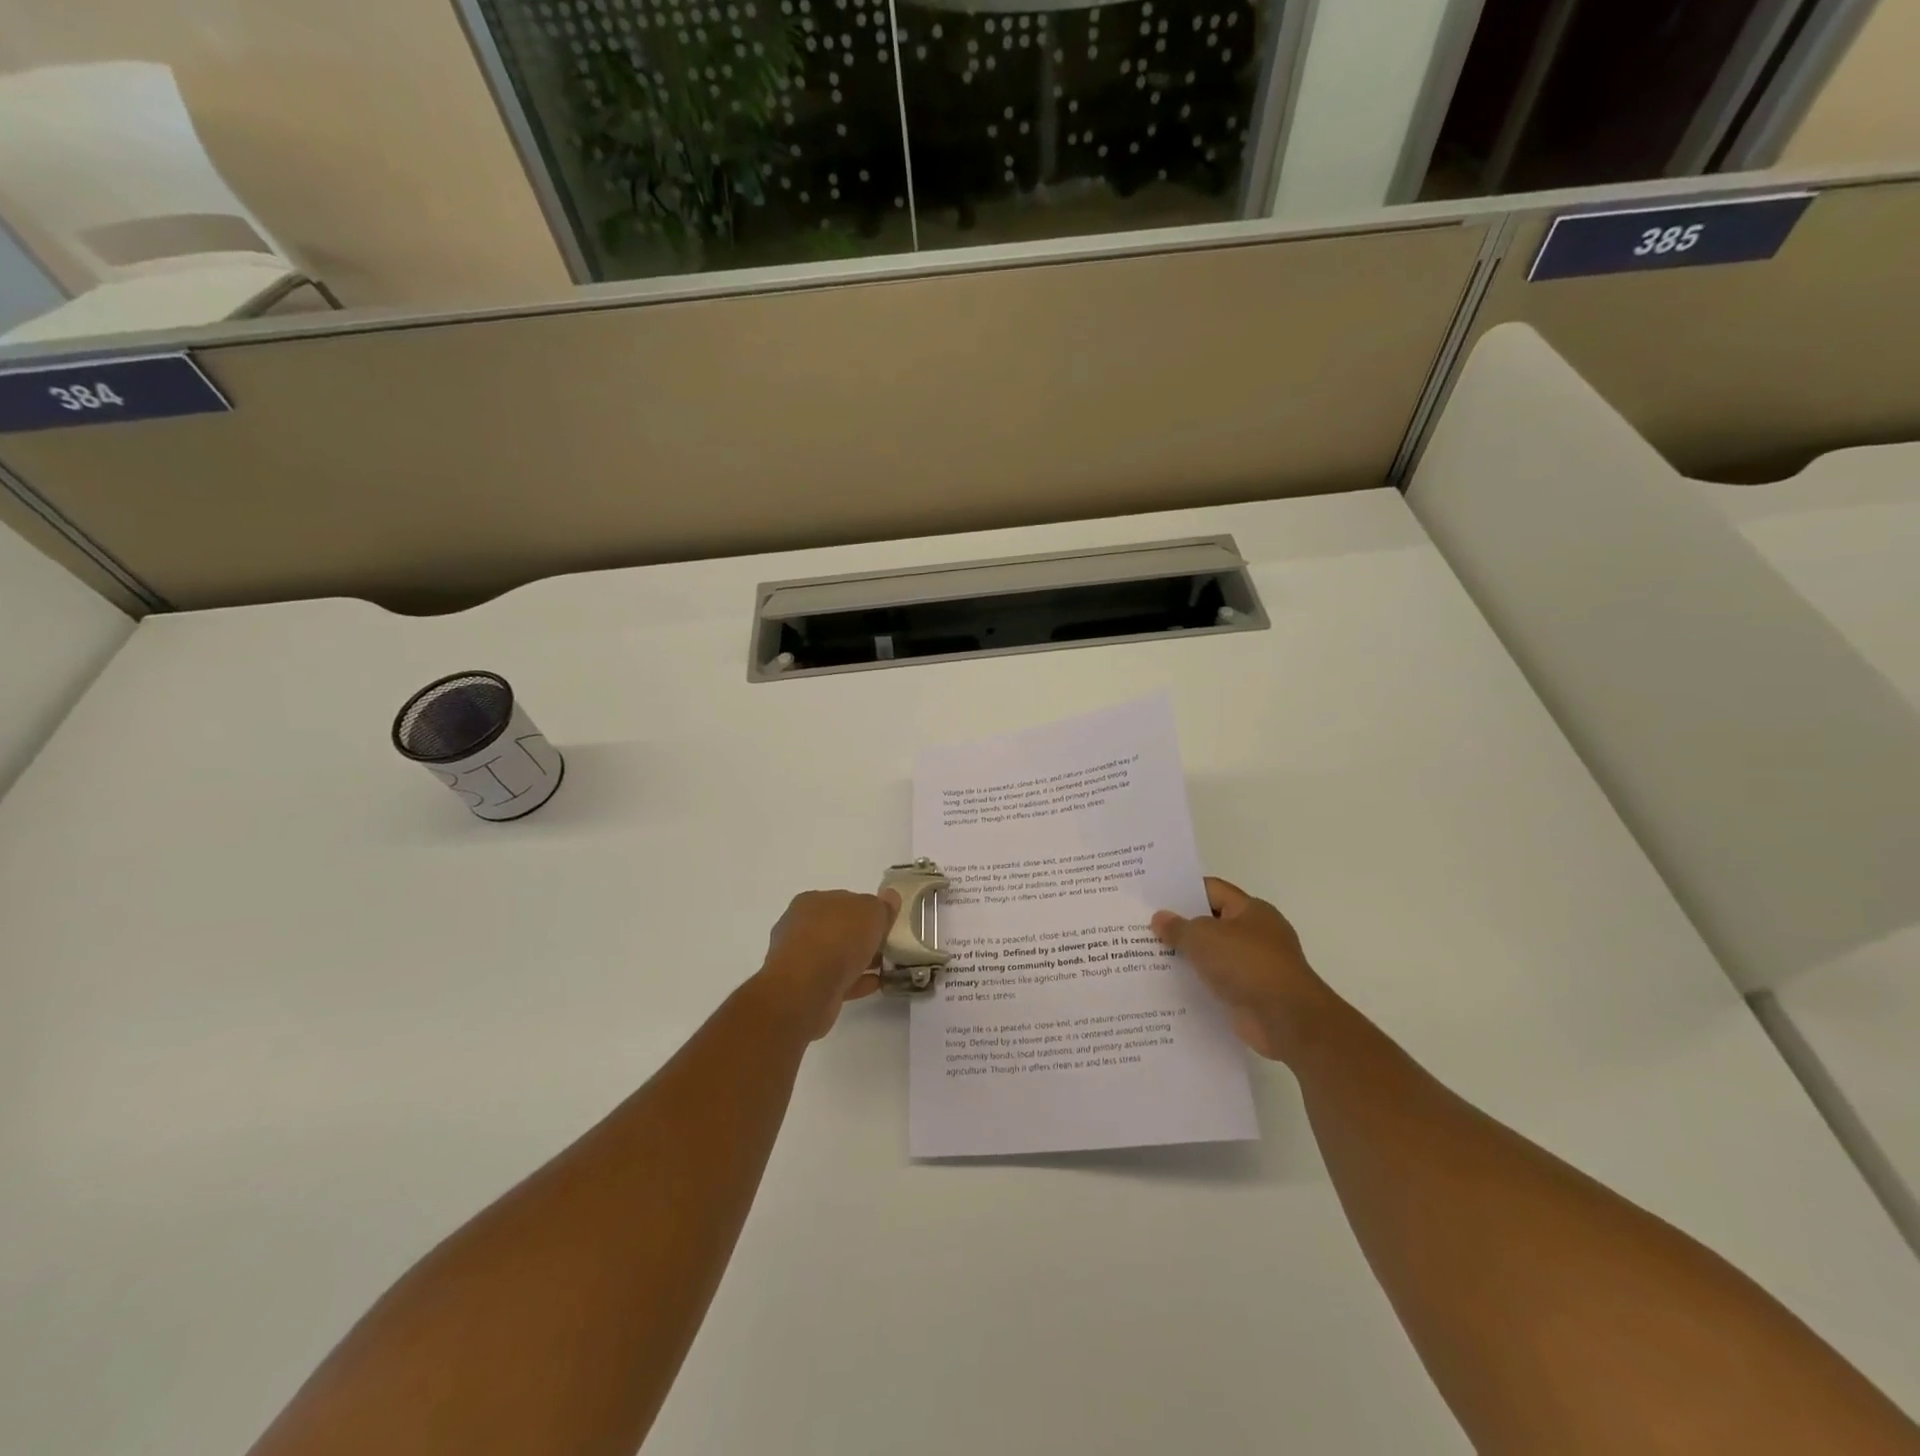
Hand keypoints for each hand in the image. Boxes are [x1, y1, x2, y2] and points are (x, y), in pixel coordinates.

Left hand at [759, 887, 900, 1038]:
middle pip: (840, 928)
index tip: (886, 922)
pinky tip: (875, 984)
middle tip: (888, 945)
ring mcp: (800, 959)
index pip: (845, 900)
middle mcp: (801, 926)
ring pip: (836, 955)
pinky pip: (835, 979)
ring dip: (860, 959)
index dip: (867, 910)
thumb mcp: (871, 912)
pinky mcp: (804, 987)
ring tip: (885, 966)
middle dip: (862, 936)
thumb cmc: (837, 939)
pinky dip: (855, 980)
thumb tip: (889, 897)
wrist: (805, 991)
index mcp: (812, 901)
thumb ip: (882, 905)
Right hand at [1152, 877, 1335, 1062]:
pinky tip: (1171, 985)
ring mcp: (1256, 965)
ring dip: (1189, 957)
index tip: (1154, 897)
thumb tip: (1159, 918)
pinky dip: (1199, 982)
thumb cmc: (1247, 964)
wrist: (1286, 1019)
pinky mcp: (1252, 994)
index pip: (1212, 890)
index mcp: (1251, 910)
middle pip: (1212, 922)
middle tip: (1145, 926)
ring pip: (1214, 954)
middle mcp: (1256, 933)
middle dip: (1182, 925)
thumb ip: (1178, 927)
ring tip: (1150, 956)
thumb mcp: (1203, 938)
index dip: (1183, 891)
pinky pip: (1218, 982)